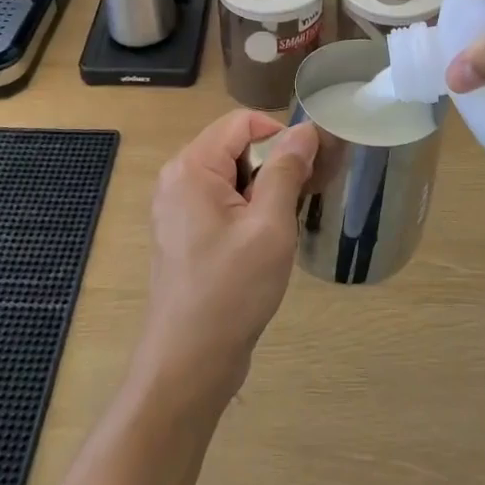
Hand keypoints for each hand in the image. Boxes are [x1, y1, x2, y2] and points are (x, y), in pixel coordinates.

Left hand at [133, 111, 319, 411]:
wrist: (188, 363)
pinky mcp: (182, 231)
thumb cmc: (231, 291)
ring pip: (231, 173)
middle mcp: (177, 177)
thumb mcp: (270, 226)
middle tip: (301, 199)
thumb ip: (287, 171)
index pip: (242, 121)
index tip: (309, 168)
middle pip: (235, 144)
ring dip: (262, 188)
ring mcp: (176, 206)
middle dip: (272, 163)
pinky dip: (246, 208)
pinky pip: (220, 198)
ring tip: (283, 224)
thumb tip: (305, 130)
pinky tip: (263, 240)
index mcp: (191, 167)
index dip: (280, 135)